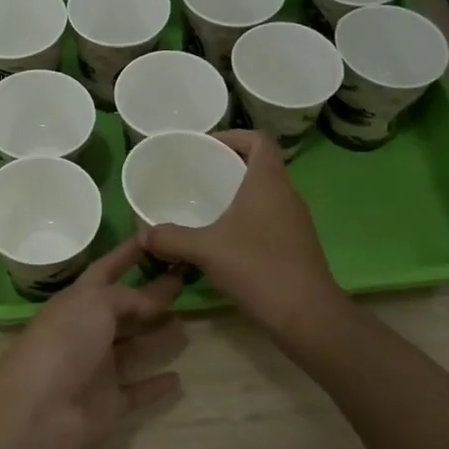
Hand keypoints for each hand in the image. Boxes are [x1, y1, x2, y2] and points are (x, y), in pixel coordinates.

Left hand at [0, 237, 186, 448]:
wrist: (39, 410)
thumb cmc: (64, 343)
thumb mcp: (94, 303)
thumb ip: (128, 297)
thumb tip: (155, 300)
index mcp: (77, 302)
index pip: (106, 271)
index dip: (126, 254)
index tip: (153, 237)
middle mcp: (87, 332)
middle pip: (124, 310)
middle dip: (151, 297)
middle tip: (185, 283)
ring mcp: (98, 369)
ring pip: (134, 348)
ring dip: (157, 337)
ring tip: (186, 324)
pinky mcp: (109, 403)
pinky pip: (138, 391)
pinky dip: (156, 386)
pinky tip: (179, 379)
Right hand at [140, 130, 339, 335]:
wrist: (306, 314)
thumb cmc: (257, 267)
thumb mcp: (205, 249)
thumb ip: (171, 238)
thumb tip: (143, 235)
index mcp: (268, 182)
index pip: (259, 140)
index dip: (234, 135)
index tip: (208, 145)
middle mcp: (286, 195)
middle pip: (260, 166)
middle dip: (230, 166)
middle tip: (198, 176)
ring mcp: (295, 221)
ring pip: (265, 195)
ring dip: (239, 195)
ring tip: (206, 207)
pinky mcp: (296, 245)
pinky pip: (269, 219)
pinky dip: (247, 220)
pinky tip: (224, 240)